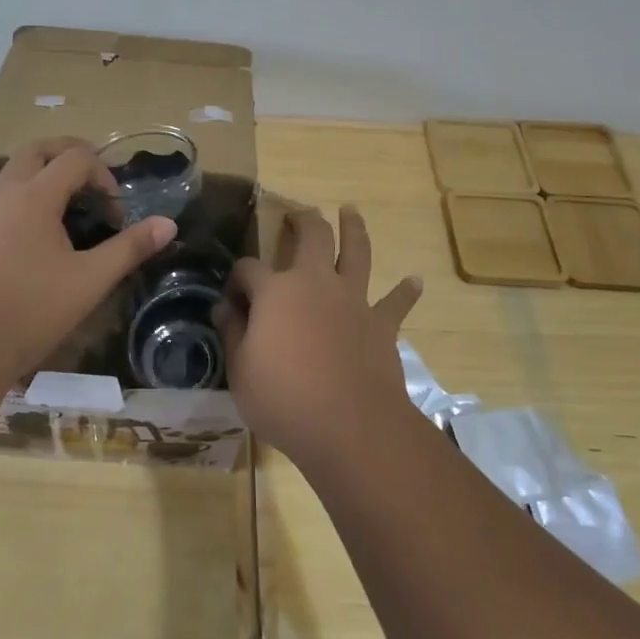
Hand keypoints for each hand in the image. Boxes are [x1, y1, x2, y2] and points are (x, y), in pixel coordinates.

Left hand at [0, 137, 175, 380]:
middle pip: (39, 150)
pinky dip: (33, 196)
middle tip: (96, 180)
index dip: (104, 175)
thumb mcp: (90, 280)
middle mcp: (7, 194)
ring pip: (19, 172)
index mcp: (35, 196)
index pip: (76, 157)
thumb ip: (129, 248)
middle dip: (71, 155)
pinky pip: (8, 196)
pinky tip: (48, 235)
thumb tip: (168, 224)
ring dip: (49, 175)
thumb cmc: (32, 309)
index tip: (116, 213)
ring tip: (76, 208)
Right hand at [216, 205, 421, 467]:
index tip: (232, 297)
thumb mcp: (240, 371)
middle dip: (303, 220)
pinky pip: (396, 302)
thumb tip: (224, 308)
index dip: (237, 278)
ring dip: (354, 229)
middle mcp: (316, 283)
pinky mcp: (381, 324)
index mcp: (276, 291)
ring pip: (357, 252)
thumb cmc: (284, 399)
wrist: (351, 426)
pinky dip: (406, 291)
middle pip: (312, 236)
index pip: (248, 268)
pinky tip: (416, 281)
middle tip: (298, 213)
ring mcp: (353, 300)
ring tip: (351, 211)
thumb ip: (232, 334)